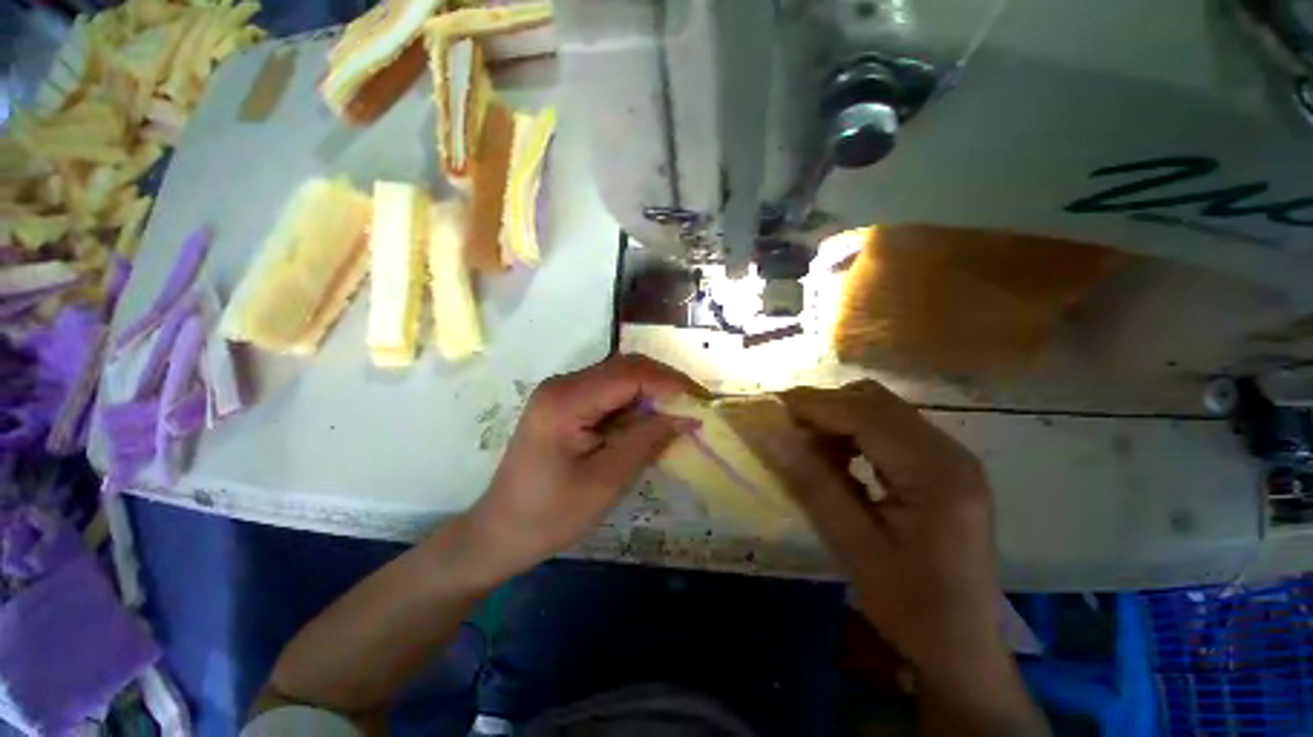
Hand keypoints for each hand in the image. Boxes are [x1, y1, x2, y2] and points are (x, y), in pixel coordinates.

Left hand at [463, 355, 700, 584]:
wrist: (499, 532)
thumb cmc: (550, 514)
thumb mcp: (606, 481)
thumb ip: (647, 440)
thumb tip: (686, 417)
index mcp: (565, 400)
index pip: (629, 374)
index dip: (669, 382)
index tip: (700, 400)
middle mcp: (562, 385)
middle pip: (624, 368)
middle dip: (663, 383)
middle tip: (694, 405)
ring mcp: (561, 392)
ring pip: (619, 378)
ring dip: (651, 392)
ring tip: (678, 413)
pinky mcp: (565, 405)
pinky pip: (608, 393)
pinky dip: (634, 403)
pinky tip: (649, 420)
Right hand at [764, 381, 1002, 682]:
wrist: (963, 648)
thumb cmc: (912, 608)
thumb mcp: (855, 547)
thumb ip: (812, 483)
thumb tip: (770, 434)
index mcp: (936, 473)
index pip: (864, 414)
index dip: (812, 405)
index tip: (769, 407)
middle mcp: (950, 452)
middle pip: (875, 402)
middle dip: (823, 407)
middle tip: (785, 430)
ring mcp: (950, 457)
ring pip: (881, 410)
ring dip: (838, 418)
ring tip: (808, 448)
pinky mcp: (942, 466)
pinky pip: (890, 429)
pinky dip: (855, 432)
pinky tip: (838, 459)